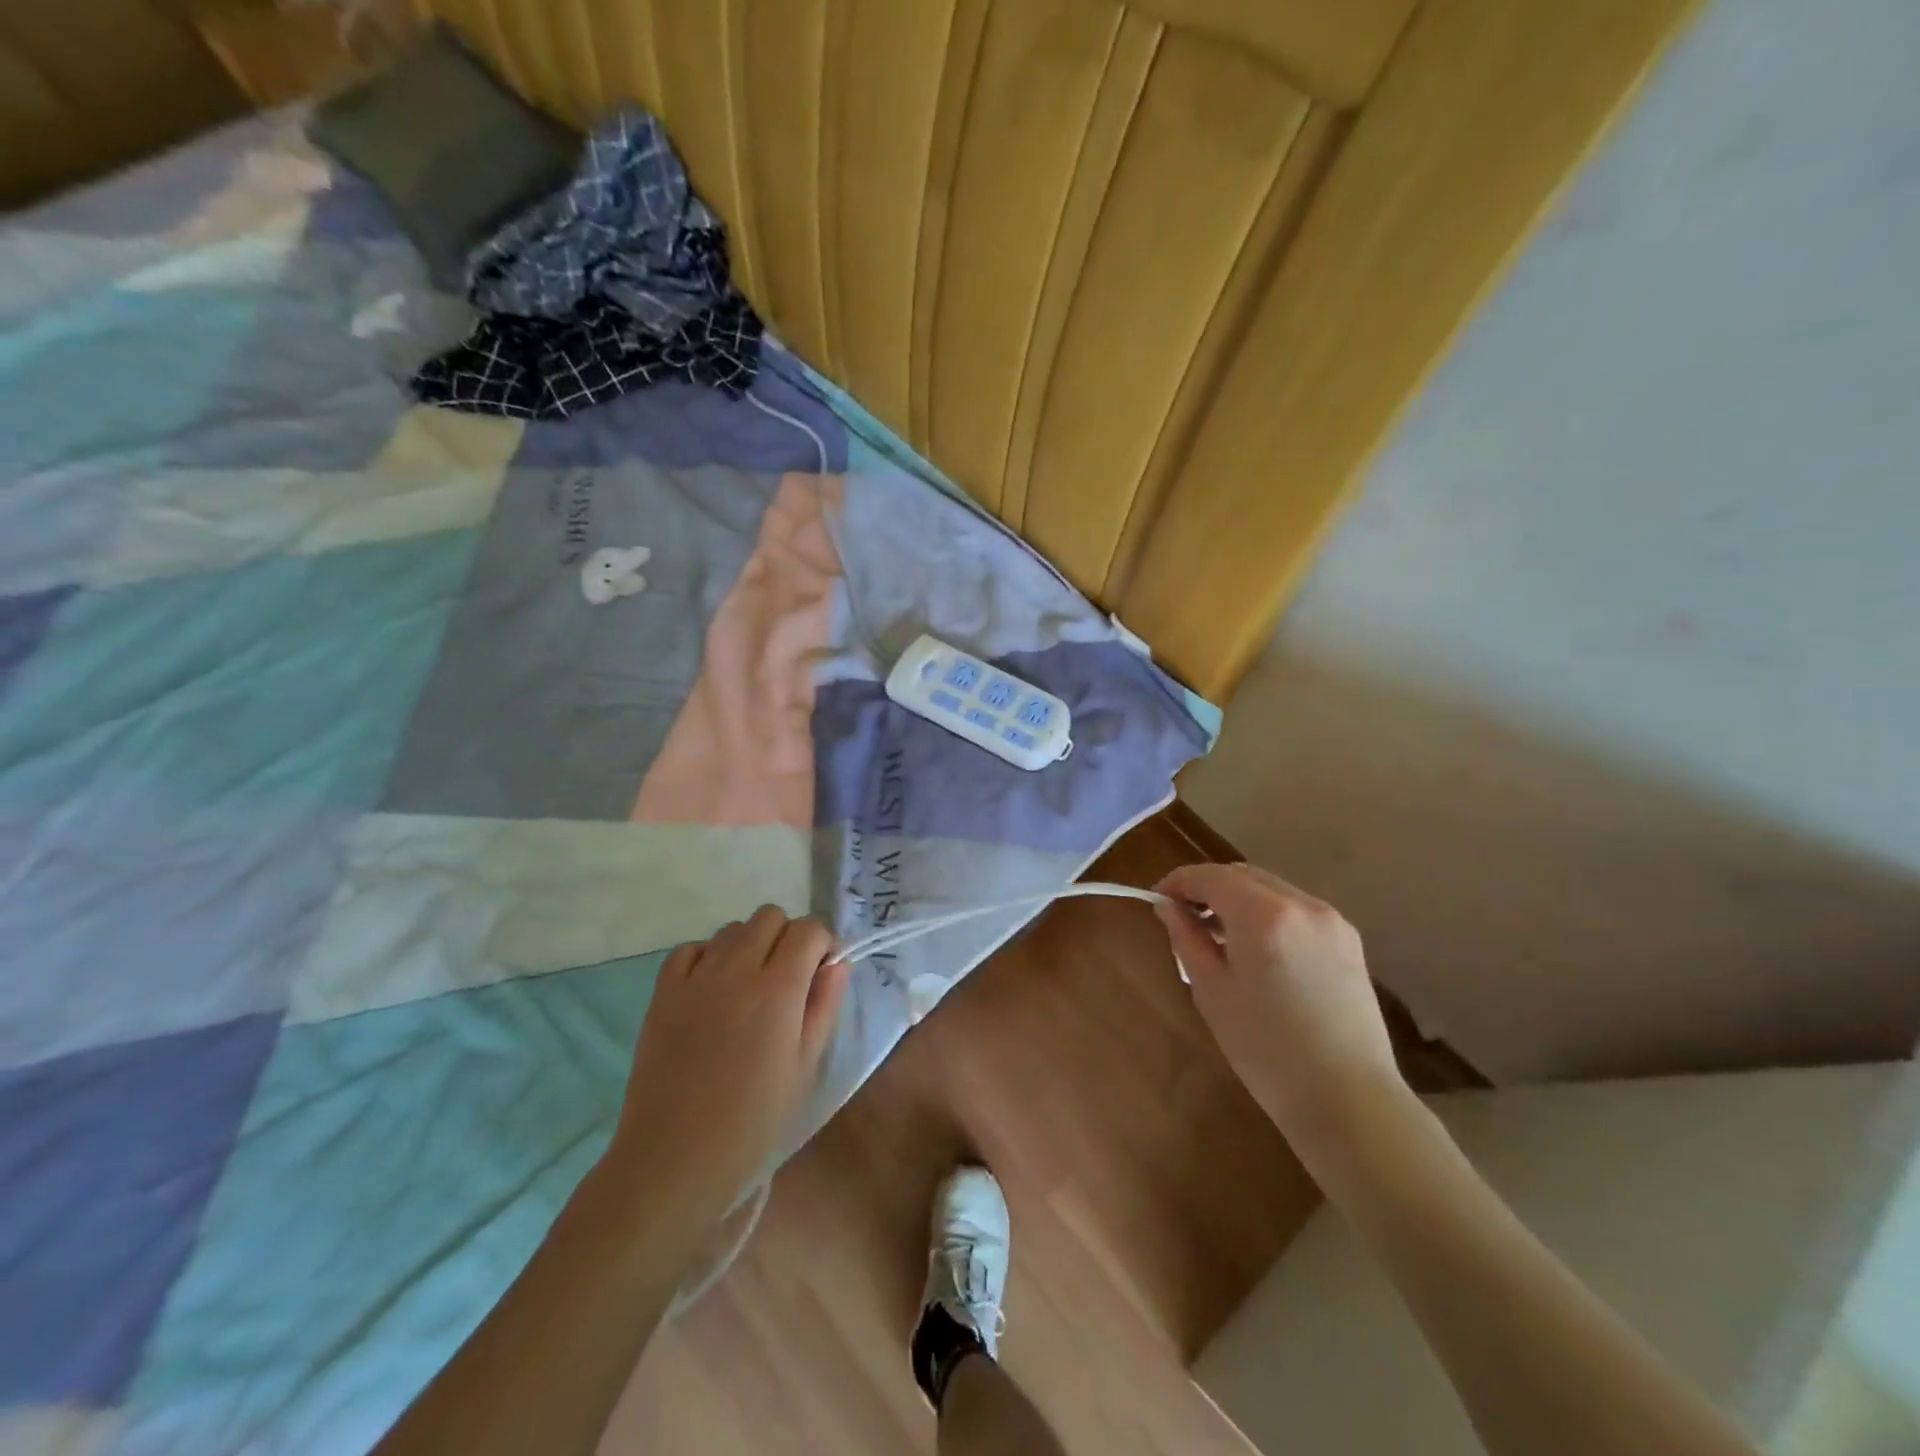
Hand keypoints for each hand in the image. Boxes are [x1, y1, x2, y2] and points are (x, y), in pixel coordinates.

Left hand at [603, 906, 849, 1237]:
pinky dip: (707, 958)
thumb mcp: (805, 1066)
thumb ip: (824, 1005)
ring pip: (732, 929)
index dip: (822, 944)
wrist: (675, 1157)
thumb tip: (836, 963)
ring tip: (748, 988)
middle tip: (787, 979)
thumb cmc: (753, 1121)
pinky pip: (690, 949)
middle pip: (770, 917)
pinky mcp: (662, 992)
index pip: (809, 929)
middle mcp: (737, 969)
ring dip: (749, 945)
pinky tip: (711, 991)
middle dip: (787, 937)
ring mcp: (695, 978)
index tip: (821, 972)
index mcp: (779, 989)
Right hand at [1153, 863, 1403, 1161]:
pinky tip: (1257, 950)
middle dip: (1209, 887)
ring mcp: (1331, 920)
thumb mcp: (1211, 991)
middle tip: (1184, 917)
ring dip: (1239, 899)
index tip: (1158, 900)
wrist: (1348, 1099)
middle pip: (1242, 875)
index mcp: (1263, 915)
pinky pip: (1296, 909)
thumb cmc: (1266, 1050)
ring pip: (1271, 888)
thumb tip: (1168, 907)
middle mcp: (1301, 904)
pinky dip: (1268, 913)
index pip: (1211, 876)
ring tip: (1219, 936)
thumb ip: (1186, 938)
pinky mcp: (1348, 940)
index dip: (1179, 882)